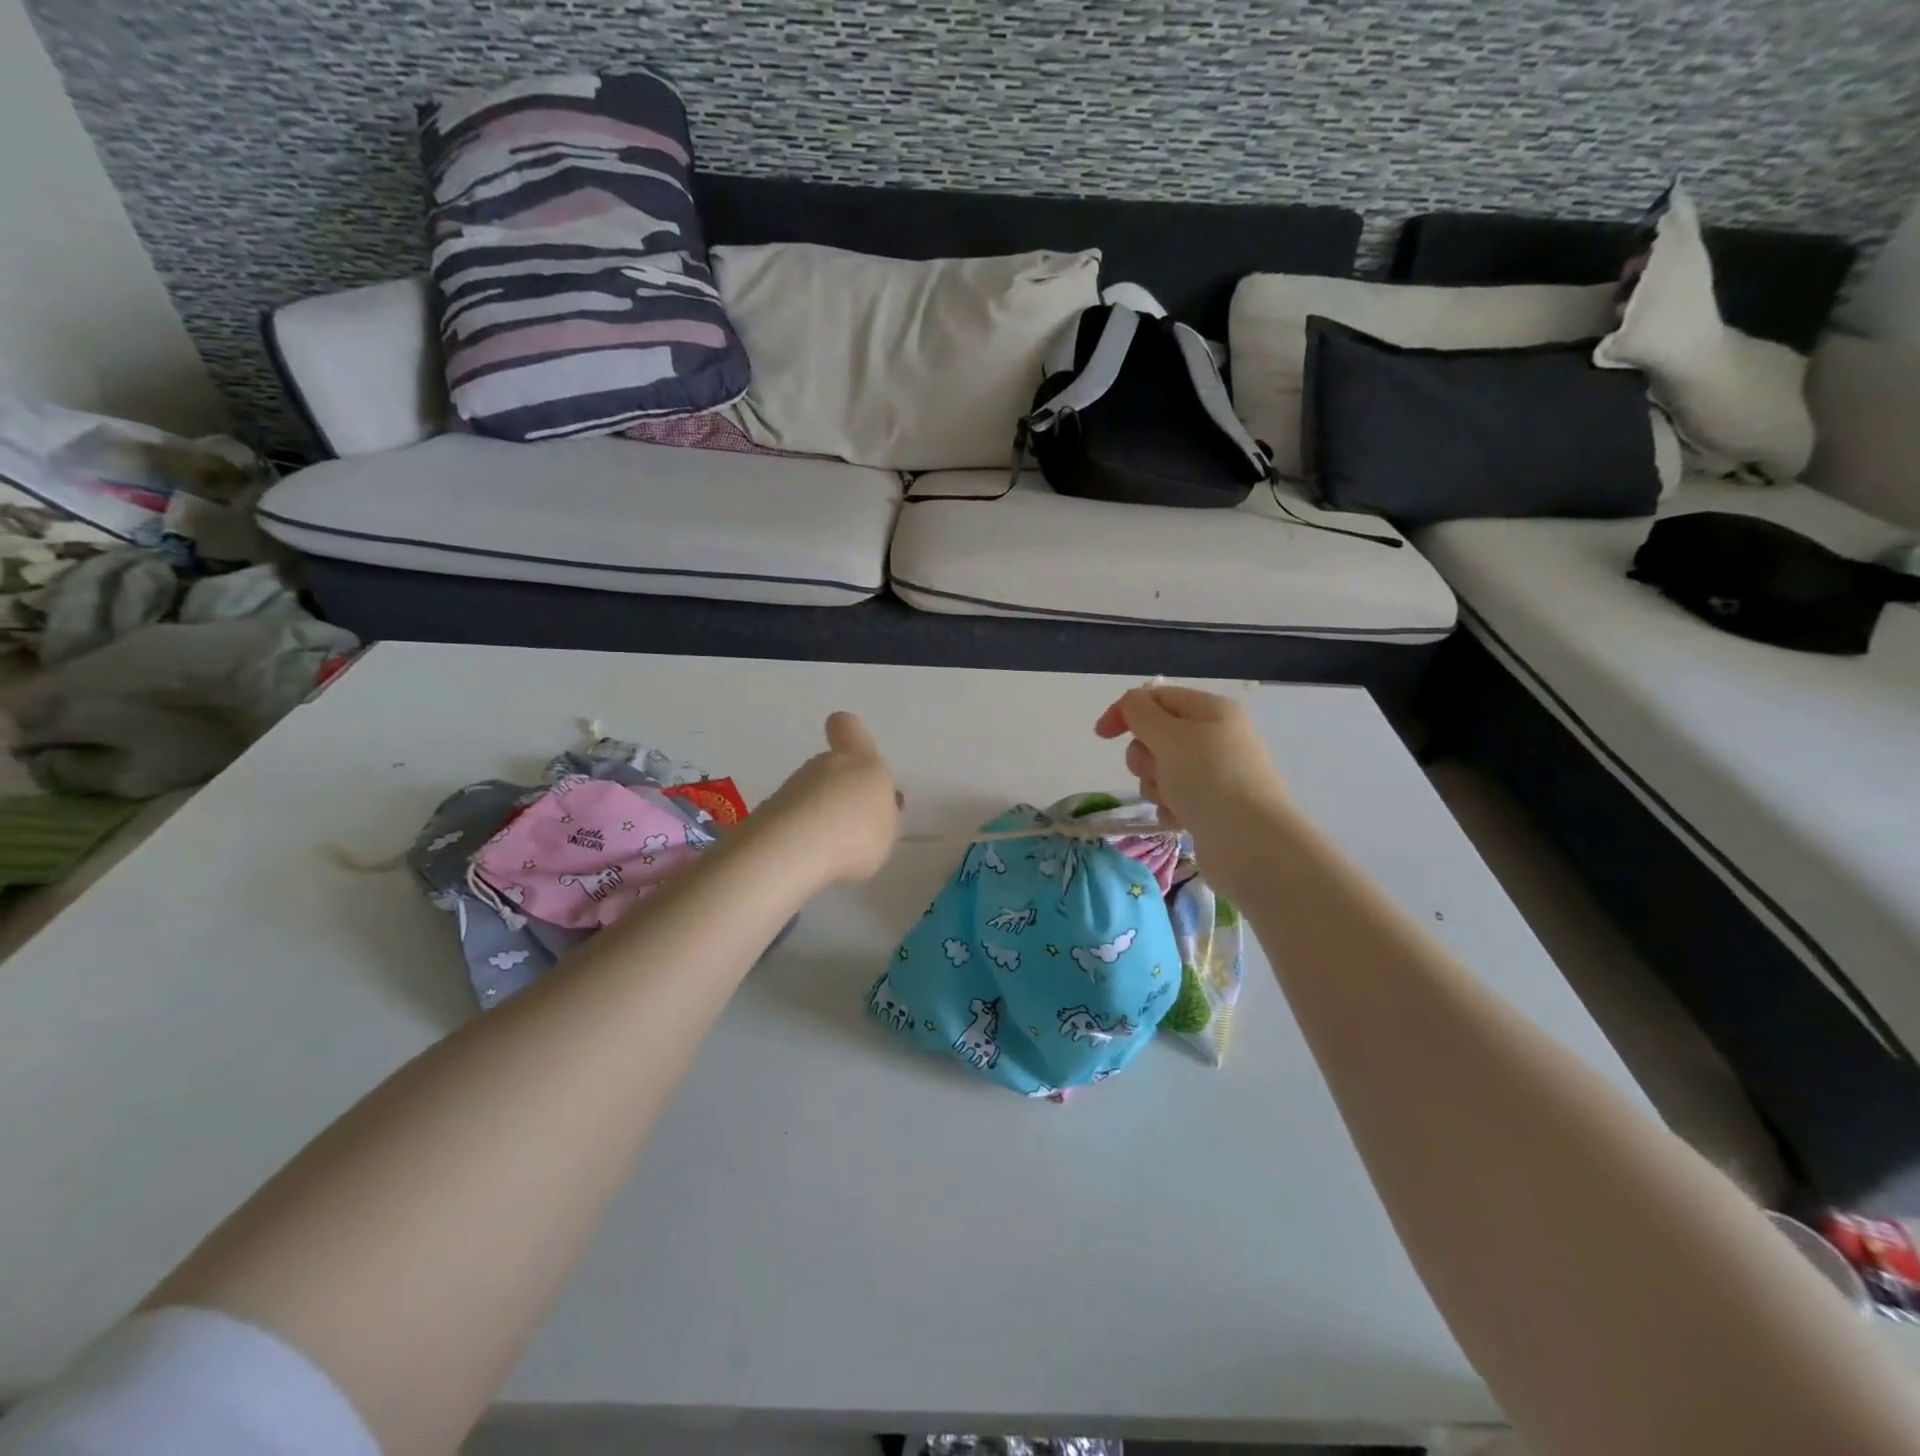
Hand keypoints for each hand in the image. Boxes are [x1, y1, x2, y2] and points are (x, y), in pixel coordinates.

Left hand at [752, 712, 901, 884]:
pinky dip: (800, 833)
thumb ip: (887, 815)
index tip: (849, 745)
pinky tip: (808, 857)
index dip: (848, 732)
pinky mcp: (769, 810)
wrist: (795, 848)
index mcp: (862, 761)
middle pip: (832, 768)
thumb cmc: (857, 833)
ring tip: (831, 849)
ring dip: (820, 813)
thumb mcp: (889, 830)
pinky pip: (792, 817)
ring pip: (811, 792)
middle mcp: (825, 765)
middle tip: (852, 824)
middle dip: (840, 791)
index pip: (848, 726)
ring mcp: (793, 786)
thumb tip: (885, 803)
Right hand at [1093, 686, 1287, 844]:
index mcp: (1211, 710)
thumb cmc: (1208, 779)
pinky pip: (1174, 798)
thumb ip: (1140, 713)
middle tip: (1158, 771)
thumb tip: (1131, 703)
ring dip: (1156, 785)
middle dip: (1145, 757)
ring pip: (1161, 770)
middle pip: (1156, 736)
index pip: (1157, 697)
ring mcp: (1216, 773)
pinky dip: (1170, 807)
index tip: (1101, 736)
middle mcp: (1216, 737)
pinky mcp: (1213, 805)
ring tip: (1174, 800)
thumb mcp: (1169, 736)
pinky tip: (1181, 819)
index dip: (1126, 711)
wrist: (1250, 842)